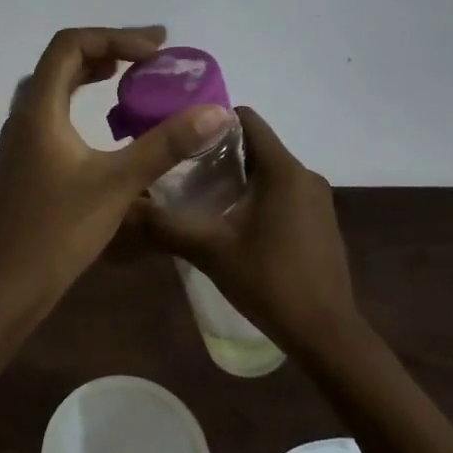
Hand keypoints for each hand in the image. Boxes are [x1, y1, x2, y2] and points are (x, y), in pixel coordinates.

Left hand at [0, 26, 231, 314]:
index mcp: (39, 109)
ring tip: (133, 79)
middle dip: (108, 50)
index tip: (156, 50)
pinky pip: (53, 114)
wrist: (6, 286)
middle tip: (152, 57)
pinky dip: (82, 103)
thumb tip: (214, 111)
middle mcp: (24, 116)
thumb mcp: (118, 184)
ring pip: (55, 88)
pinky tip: (108, 127)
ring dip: (92, 75)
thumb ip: (165, 145)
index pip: (70, 45)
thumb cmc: (58, 231)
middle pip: (62, 61)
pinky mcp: (25, 163)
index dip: (115, 36)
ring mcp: (21, 141)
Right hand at [134, 106, 361, 351]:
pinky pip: (283, 192)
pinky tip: (232, 223)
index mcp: (283, 170)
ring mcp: (318, 199)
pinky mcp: (321, 220)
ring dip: (237, 178)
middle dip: (218, 153)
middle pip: (256, 146)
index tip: (181, 137)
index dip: (212, 121)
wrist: (325, 333)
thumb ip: (167, 226)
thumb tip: (126, 207)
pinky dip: (257, 196)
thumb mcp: (210, 252)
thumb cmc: (269, 282)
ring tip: (200, 197)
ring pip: (269, 171)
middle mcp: (305, 175)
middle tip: (180, 170)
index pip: (247, 120)